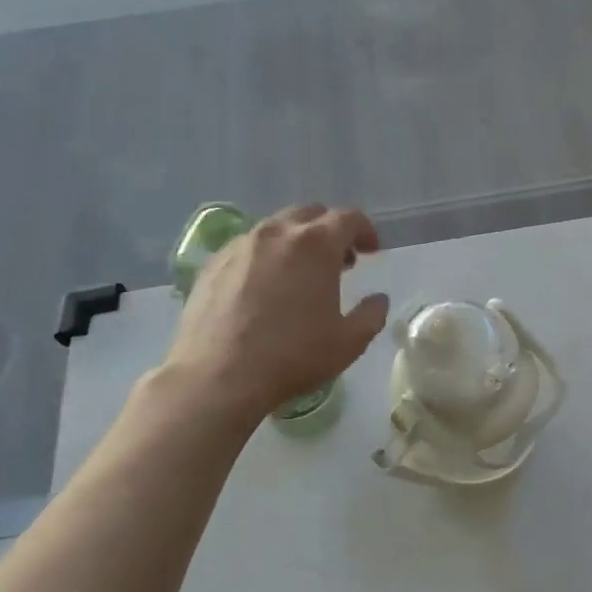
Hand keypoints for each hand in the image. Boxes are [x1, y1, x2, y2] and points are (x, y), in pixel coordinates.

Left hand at [163, 205, 388, 423]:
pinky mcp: (212, 263)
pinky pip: (248, 247)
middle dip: (330, 232)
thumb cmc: (292, 357)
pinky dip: (266, 256)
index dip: (365, 231)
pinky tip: (265, 288)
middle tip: (339, 262)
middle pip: (310, 214)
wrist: (218, 376)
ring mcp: (240, 245)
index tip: (371, 252)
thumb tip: (378, 299)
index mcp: (316, 245)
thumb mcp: (348, 343)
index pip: (348, 218)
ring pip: (276, 228)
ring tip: (301, 275)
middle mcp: (276, 233)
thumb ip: (371, 315)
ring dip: (296, 242)